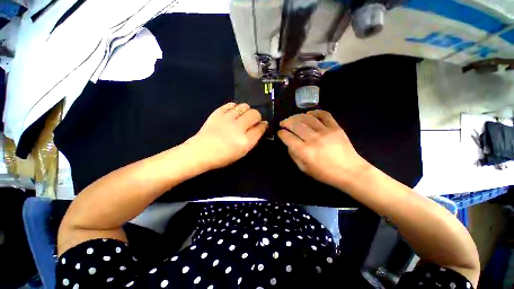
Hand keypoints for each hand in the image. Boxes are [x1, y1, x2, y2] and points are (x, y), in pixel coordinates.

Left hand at [188, 102, 267, 169]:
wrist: (201, 151)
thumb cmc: (223, 156)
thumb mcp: (242, 152)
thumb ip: (253, 139)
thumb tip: (260, 127)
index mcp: (246, 141)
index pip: (261, 127)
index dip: (263, 125)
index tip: (263, 125)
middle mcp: (239, 127)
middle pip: (255, 114)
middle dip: (257, 116)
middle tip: (252, 121)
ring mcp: (228, 118)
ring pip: (244, 106)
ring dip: (246, 111)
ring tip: (242, 116)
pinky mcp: (218, 113)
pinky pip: (231, 104)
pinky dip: (234, 108)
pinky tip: (233, 113)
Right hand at [278, 110, 369, 187]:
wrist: (350, 171)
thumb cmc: (325, 173)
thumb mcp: (304, 169)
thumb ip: (294, 155)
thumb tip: (289, 143)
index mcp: (304, 151)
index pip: (287, 137)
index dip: (281, 133)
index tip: (280, 132)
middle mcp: (313, 139)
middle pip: (295, 124)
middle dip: (286, 122)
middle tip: (283, 123)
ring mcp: (325, 131)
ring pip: (306, 118)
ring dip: (297, 116)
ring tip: (293, 119)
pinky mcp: (335, 127)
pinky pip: (324, 114)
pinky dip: (314, 112)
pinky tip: (309, 114)